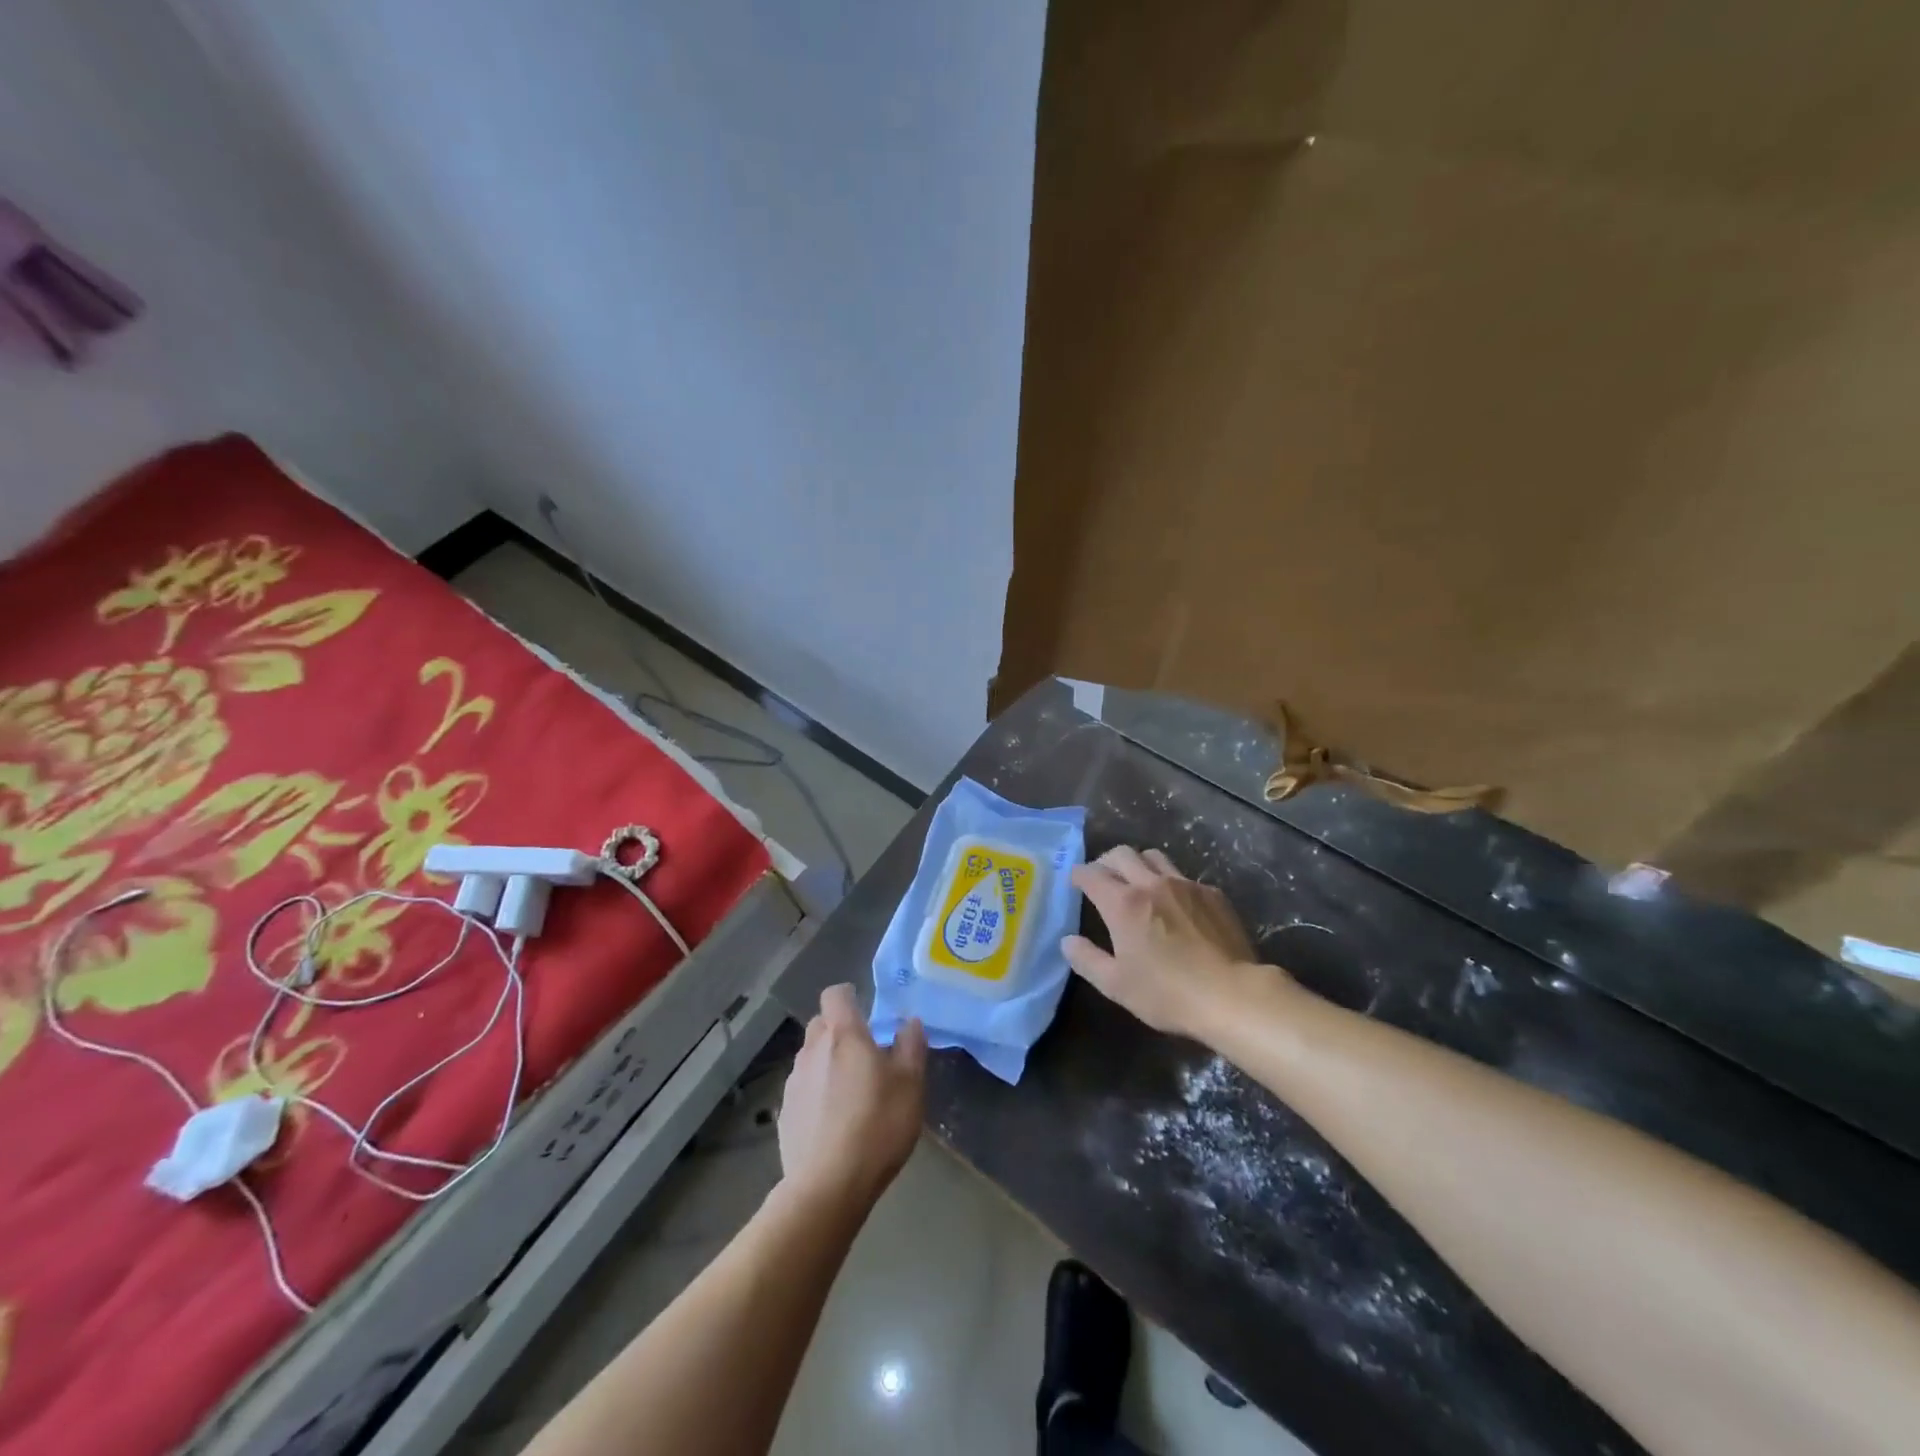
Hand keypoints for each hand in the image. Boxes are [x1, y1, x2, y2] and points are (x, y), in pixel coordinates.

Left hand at [777, 984, 926, 1208]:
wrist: (827, 1186)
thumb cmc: (877, 1126)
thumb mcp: (910, 1084)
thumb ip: (911, 1046)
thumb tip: (909, 1023)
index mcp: (843, 1034)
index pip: (835, 994)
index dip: (849, 997)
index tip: (867, 1012)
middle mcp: (812, 1050)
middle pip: (821, 1024)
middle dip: (840, 1031)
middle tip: (866, 1054)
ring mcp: (794, 1082)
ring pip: (811, 1057)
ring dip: (828, 1063)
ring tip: (852, 1092)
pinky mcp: (784, 1113)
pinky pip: (804, 1089)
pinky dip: (817, 1093)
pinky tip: (834, 1121)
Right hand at [1064, 846, 1265, 1039]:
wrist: (1232, 995)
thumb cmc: (1167, 993)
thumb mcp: (1116, 985)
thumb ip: (1087, 960)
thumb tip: (1068, 941)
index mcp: (1123, 903)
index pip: (1091, 874)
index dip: (1078, 875)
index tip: (1075, 882)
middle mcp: (1151, 884)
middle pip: (1122, 854)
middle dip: (1106, 861)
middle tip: (1103, 879)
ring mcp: (1185, 885)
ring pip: (1154, 857)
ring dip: (1138, 864)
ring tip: (1137, 883)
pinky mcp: (1212, 894)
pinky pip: (1184, 876)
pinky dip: (1170, 882)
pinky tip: (1175, 904)